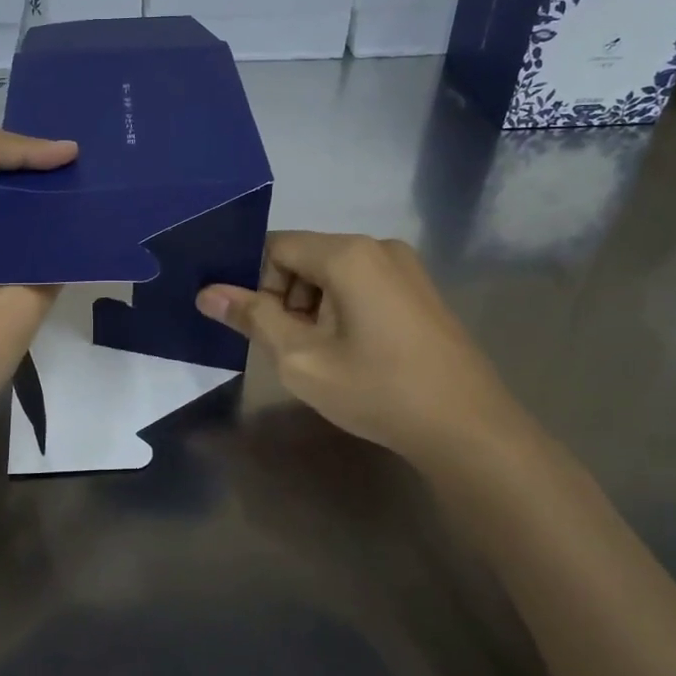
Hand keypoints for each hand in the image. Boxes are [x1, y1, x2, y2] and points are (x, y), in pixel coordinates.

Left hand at [0, 124, 77, 464]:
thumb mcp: (13, 315)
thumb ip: (49, 268)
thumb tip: (76, 243)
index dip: (26, 145)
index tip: (72, 159)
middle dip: (28, 171)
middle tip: (79, 179)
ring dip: (22, 212)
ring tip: (73, 215)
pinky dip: (10, 247)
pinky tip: (46, 261)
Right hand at [196, 232, 528, 462]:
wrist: (468, 428)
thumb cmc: (378, 390)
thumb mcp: (301, 358)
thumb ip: (253, 318)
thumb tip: (207, 293)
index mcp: (348, 254)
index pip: (276, 247)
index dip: (257, 285)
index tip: (260, 328)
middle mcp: (378, 247)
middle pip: (305, 258)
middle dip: (287, 299)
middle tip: (295, 350)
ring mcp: (406, 268)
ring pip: (333, 274)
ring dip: (315, 308)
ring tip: (327, 357)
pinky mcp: (421, 291)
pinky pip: (362, 285)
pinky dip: (344, 311)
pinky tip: (357, 354)